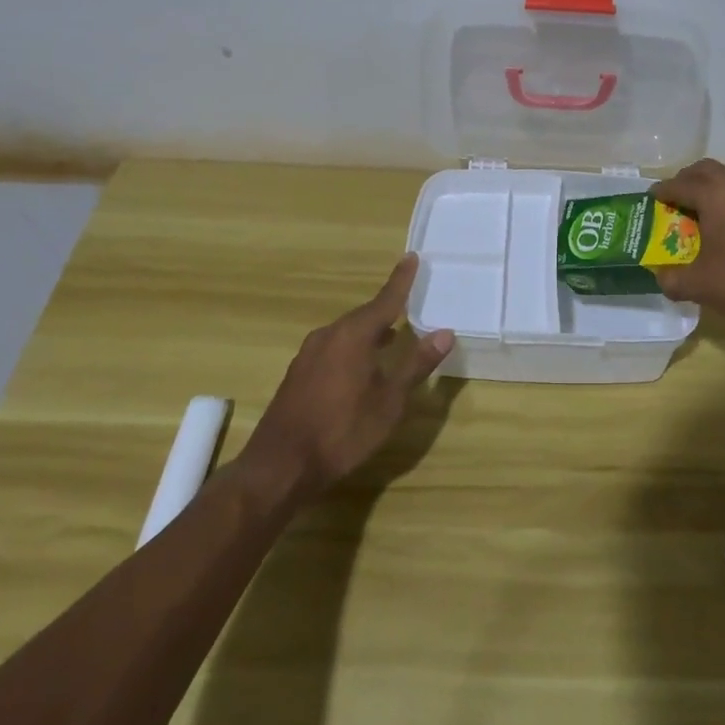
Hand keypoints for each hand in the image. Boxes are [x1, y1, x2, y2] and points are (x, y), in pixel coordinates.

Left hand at [239, 255, 453, 501]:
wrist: (279, 467)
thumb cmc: (342, 431)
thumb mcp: (389, 401)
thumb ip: (416, 365)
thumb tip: (444, 333)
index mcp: (353, 335)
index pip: (385, 300)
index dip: (401, 280)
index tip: (412, 257)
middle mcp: (329, 335)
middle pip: (364, 315)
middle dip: (386, 310)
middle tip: (408, 303)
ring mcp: (308, 355)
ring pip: (346, 333)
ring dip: (369, 332)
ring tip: (390, 337)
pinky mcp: (297, 375)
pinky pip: (332, 348)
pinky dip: (352, 348)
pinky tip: (360, 367)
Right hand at [652, 159, 724, 337]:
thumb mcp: (698, 286)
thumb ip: (671, 279)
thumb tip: (660, 276)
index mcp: (713, 194)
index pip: (679, 184)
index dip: (662, 190)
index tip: (653, 197)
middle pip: (706, 169)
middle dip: (689, 179)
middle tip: (679, 196)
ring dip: (719, 180)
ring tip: (713, 200)